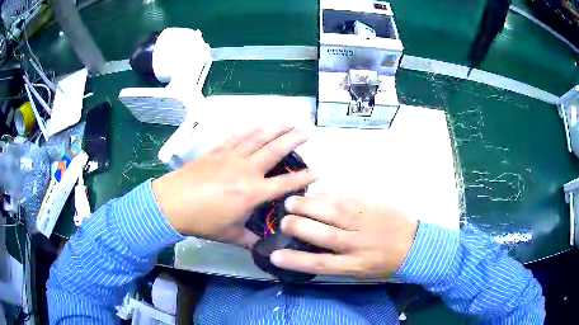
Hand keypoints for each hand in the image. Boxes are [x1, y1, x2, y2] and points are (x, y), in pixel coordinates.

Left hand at [152, 126, 316, 247]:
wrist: (173, 203)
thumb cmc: (203, 221)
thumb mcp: (229, 235)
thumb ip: (249, 239)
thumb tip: (261, 247)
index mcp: (252, 192)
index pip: (285, 183)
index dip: (304, 178)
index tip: (317, 172)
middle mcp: (247, 170)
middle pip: (275, 150)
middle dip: (294, 140)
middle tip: (307, 132)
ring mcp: (232, 156)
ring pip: (258, 137)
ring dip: (275, 128)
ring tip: (288, 122)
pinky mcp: (218, 150)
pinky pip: (238, 136)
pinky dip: (251, 129)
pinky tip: (259, 125)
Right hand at [270, 194, 417, 277]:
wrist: (412, 245)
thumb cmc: (383, 263)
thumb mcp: (360, 271)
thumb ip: (336, 260)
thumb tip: (309, 247)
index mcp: (354, 265)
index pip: (320, 263)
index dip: (296, 260)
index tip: (275, 255)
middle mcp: (357, 244)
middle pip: (323, 235)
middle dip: (299, 226)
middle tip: (283, 220)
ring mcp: (364, 222)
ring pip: (332, 212)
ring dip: (309, 205)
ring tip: (291, 201)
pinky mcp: (370, 206)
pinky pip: (345, 199)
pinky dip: (326, 195)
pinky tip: (314, 193)